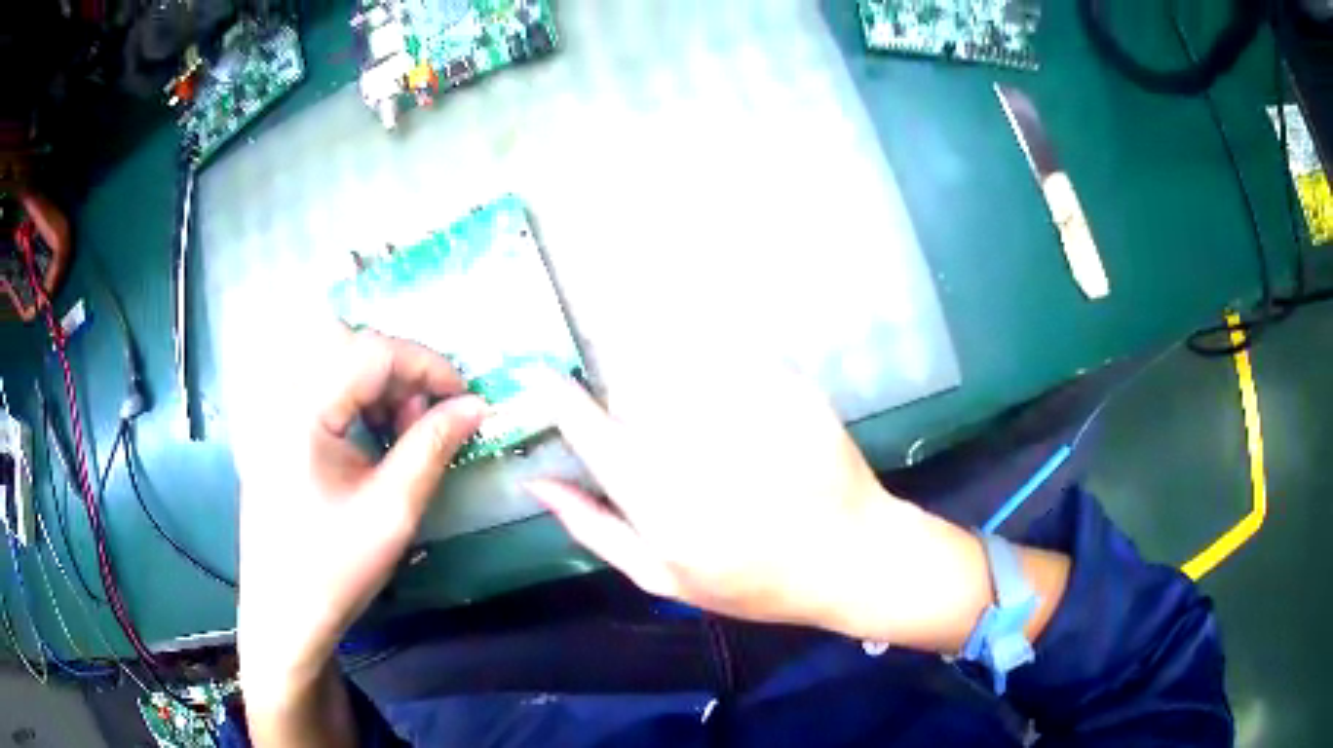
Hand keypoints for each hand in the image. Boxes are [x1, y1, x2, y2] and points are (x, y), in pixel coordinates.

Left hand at [237, 328, 483, 706]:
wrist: (284, 615)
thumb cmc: (335, 569)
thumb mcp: (393, 510)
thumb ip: (433, 446)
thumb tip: (476, 406)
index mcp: (302, 412)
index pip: (372, 352)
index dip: (427, 365)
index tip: (466, 396)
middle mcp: (282, 397)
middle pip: (349, 345)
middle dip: (401, 372)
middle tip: (429, 418)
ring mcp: (274, 411)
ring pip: (335, 362)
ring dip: (380, 385)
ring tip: (403, 433)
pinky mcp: (275, 428)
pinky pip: (322, 388)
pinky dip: (357, 400)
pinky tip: (373, 438)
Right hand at [526, 353, 968, 641]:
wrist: (849, 557)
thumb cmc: (751, 582)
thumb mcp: (662, 576)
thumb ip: (594, 528)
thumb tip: (538, 483)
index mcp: (657, 500)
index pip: (590, 431)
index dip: (561, 399)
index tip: (548, 378)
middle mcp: (695, 448)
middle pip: (630, 381)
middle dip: (619, 382)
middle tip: (636, 405)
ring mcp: (746, 411)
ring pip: (675, 357)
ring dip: (661, 362)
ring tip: (689, 404)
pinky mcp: (786, 388)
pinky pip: (729, 353)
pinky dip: (714, 359)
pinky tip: (729, 394)